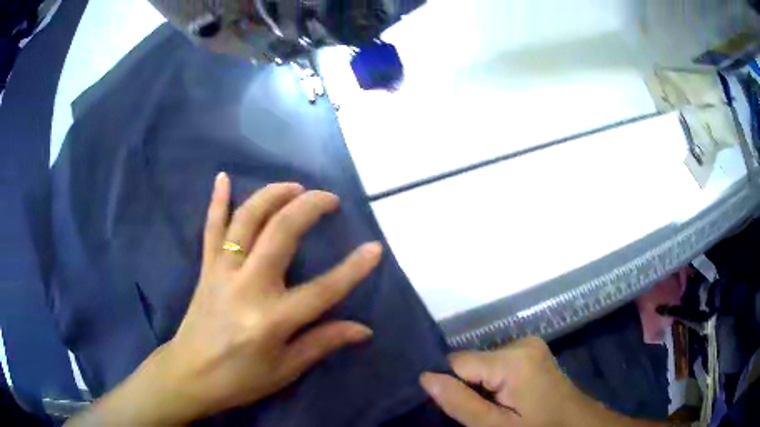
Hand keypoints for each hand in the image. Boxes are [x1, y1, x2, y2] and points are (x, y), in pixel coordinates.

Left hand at [69, 173, 381, 425]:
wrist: (190, 375)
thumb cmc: (240, 379)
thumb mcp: (285, 370)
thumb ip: (323, 343)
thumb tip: (363, 329)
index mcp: (272, 320)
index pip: (323, 290)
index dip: (353, 268)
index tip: (375, 247)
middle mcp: (247, 287)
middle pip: (281, 234)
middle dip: (308, 208)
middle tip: (328, 199)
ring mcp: (222, 272)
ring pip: (246, 221)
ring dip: (271, 196)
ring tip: (293, 186)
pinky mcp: (206, 268)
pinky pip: (211, 229)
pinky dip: (216, 201)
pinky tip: (222, 177)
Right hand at [420, 338, 662, 426]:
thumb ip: (461, 403)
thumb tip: (425, 377)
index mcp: (513, 359)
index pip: (458, 361)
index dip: (448, 384)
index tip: (451, 407)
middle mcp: (521, 343)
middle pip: (472, 361)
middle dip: (466, 386)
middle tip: (477, 413)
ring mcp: (530, 346)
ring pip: (484, 363)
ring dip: (479, 385)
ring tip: (491, 408)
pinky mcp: (533, 353)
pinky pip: (498, 364)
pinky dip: (492, 381)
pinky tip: (502, 399)